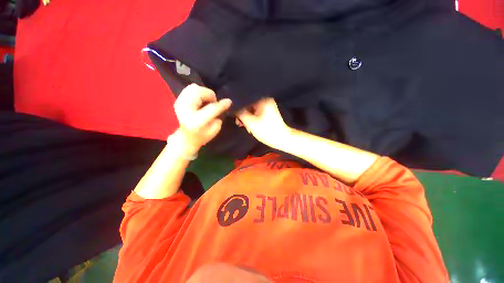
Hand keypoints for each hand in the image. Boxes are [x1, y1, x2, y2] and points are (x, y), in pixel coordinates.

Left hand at [173, 84, 231, 154]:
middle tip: (214, 102)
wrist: (185, 138)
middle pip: (198, 93)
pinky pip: (189, 89)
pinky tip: (201, 100)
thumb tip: (220, 105)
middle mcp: (185, 111)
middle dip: (210, 95)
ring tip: (207, 101)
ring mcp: (179, 104)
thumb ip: (218, 117)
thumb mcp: (214, 130)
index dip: (221, 104)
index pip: (211, 109)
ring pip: (193, 88)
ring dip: (204, 93)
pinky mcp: (178, 100)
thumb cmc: (202, 136)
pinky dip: (198, 92)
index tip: (229, 101)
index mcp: (196, 122)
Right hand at [236, 98, 290, 147]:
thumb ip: (240, 114)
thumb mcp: (251, 123)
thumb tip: (233, 107)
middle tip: (240, 124)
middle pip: (249, 105)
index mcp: (263, 100)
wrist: (282, 139)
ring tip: (246, 127)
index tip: (236, 118)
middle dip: (244, 115)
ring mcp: (268, 107)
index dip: (239, 109)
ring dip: (248, 119)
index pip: (246, 100)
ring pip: (252, 111)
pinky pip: (257, 114)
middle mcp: (266, 100)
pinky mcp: (269, 113)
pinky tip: (251, 127)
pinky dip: (253, 120)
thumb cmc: (267, 131)